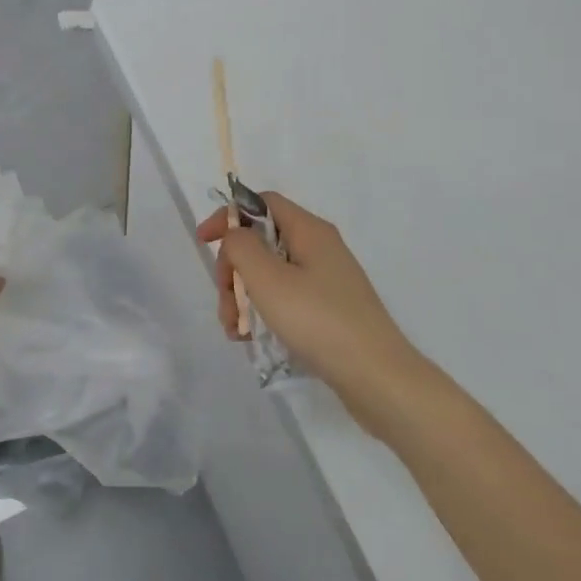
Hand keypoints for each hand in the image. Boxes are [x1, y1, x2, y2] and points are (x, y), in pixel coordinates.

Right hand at [197, 194, 432, 434]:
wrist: (377, 377)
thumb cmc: (319, 321)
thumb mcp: (269, 280)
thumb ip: (242, 247)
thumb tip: (236, 235)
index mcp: (310, 230)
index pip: (263, 203)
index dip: (230, 216)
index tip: (203, 242)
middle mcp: (320, 248)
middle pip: (263, 242)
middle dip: (234, 269)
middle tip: (224, 303)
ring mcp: (326, 280)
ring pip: (271, 274)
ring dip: (244, 297)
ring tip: (236, 332)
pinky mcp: (329, 309)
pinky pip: (286, 299)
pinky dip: (265, 313)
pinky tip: (253, 340)